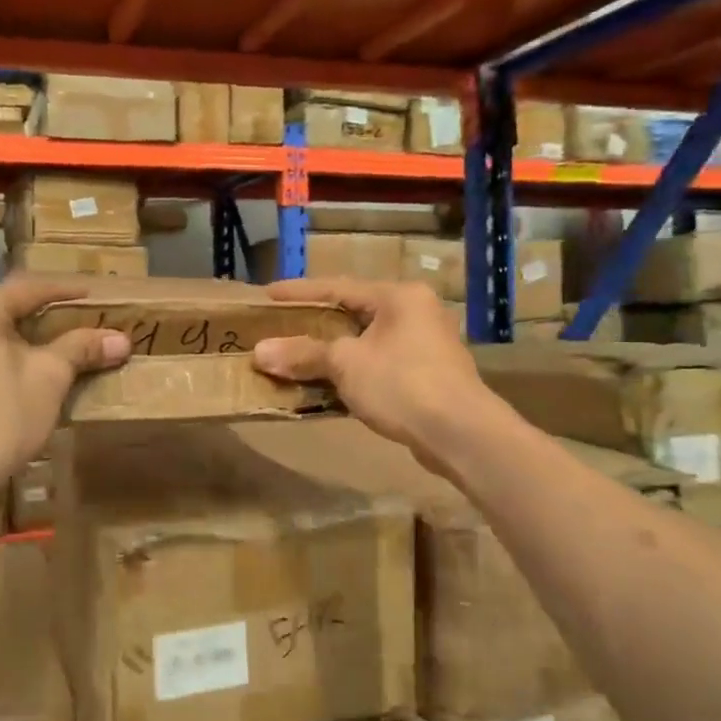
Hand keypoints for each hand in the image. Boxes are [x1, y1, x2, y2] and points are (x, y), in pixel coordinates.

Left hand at [0, 277, 129, 509]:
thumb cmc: (0, 417)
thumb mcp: (50, 378)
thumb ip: (82, 349)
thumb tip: (121, 338)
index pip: (29, 289)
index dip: (66, 293)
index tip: (92, 296)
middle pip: (0, 311)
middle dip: (36, 320)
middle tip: (70, 328)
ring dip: (9, 342)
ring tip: (39, 355)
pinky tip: (4, 382)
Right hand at [251, 279, 495, 478]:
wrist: (461, 433)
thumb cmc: (402, 384)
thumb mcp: (346, 365)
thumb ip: (303, 354)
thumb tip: (260, 352)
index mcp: (399, 296)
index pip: (339, 287)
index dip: (300, 292)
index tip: (268, 294)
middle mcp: (417, 312)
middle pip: (354, 314)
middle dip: (316, 325)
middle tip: (280, 327)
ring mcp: (426, 345)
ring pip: (367, 342)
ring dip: (333, 353)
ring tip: (298, 358)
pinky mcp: (429, 376)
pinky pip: (380, 365)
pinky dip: (353, 372)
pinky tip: (330, 386)